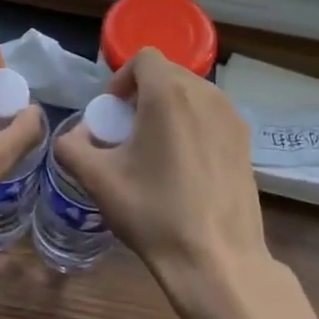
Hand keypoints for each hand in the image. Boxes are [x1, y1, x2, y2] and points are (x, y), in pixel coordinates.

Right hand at [55, 49, 270, 298]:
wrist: (217, 260)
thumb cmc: (154, 213)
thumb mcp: (98, 180)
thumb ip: (72, 148)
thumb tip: (72, 137)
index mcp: (169, 94)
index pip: (144, 58)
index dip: (122, 79)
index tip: (113, 113)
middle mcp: (206, 95)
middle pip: (168, 74)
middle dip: (143, 94)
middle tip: (128, 133)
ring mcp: (232, 118)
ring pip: (192, 94)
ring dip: (169, 109)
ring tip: (156, 150)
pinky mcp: (246, 142)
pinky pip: (212, 116)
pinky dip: (193, 126)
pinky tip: (184, 168)